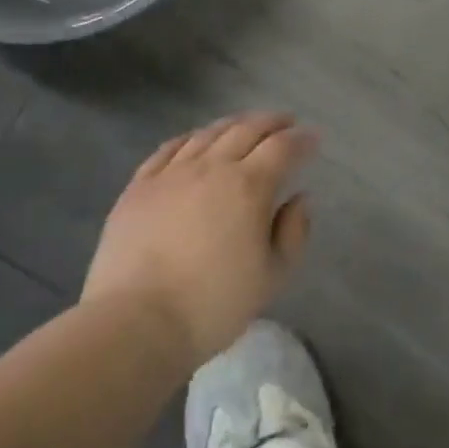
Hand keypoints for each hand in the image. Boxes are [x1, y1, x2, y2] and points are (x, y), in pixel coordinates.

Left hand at [83, 112, 315, 364]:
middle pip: (247, 130)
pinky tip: (196, 140)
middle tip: (287, 123)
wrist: (134, 325)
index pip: (283, 147)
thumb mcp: (273, 276)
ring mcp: (171, 174)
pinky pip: (168, 149)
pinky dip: (190, 138)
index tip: (314, 138)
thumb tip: (300, 198)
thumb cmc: (212, 305)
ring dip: (234, 124)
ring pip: (208, 134)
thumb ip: (294, 232)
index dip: (302, 139)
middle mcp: (212, 168)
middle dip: (272, 122)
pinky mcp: (138, 188)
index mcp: (250, 186)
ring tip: (247, 125)